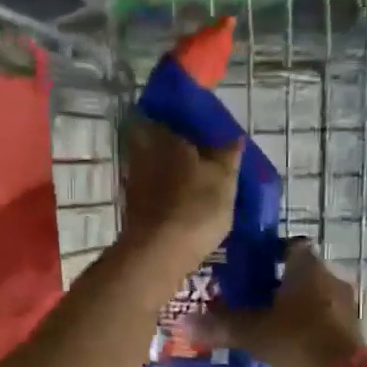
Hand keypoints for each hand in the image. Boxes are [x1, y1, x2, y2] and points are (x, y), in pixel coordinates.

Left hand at [119, 117, 240, 269]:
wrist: (158, 254)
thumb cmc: (195, 208)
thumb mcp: (224, 179)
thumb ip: (228, 154)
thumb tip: (233, 136)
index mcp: (165, 135)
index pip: (170, 113)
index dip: (185, 118)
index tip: (201, 127)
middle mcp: (143, 151)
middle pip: (158, 139)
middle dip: (176, 144)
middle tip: (201, 154)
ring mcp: (134, 181)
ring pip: (154, 165)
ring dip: (171, 169)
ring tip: (196, 179)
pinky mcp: (132, 207)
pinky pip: (152, 189)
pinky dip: (165, 191)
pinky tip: (182, 201)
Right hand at [188, 240, 363, 366]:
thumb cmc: (299, 342)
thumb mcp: (254, 333)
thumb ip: (221, 326)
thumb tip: (184, 323)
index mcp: (308, 268)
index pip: (290, 245)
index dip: (269, 253)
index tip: (249, 267)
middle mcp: (330, 279)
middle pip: (300, 273)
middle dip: (275, 284)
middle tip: (247, 299)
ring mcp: (344, 306)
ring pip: (312, 297)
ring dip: (291, 307)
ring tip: (263, 324)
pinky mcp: (349, 331)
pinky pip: (321, 320)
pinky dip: (304, 327)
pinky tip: (285, 344)